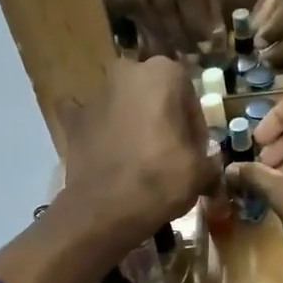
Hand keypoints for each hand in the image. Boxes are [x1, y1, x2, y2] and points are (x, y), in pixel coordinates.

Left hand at [57, 57, 221, 240]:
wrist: (106, 209)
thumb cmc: (161, 180)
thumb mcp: (201, 172)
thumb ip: (209, 160)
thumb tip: (209, 164)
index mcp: (163, 73)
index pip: (189, 97)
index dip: (195, 127)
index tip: (195, 152)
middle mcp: (126, 72)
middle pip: (153, 95)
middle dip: (161, 117)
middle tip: (168, 152)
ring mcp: (94, 94)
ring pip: (121, 104)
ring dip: (129, 121)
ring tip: (136, 157)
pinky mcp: (72, 120)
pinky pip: (86, 119)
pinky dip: (93, 129)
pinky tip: (101, 148)